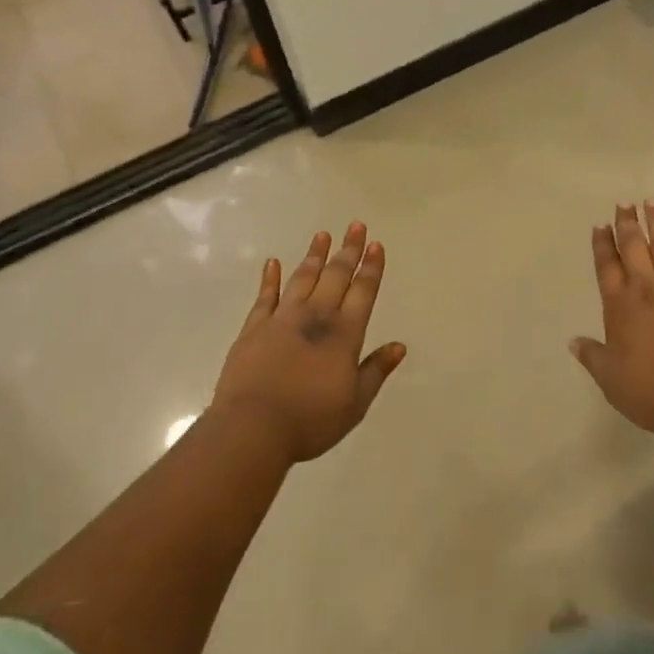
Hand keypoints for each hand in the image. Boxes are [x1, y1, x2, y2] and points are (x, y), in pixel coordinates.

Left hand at [211, 223, 406, 462]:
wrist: (253, 428)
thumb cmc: (310, 420)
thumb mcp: (355, 404)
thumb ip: (376, 371)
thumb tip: (399, 346)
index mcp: (344, 335)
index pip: (362, 292)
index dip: (371, 268)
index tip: (376, 245)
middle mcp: (316, 317)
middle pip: (335, 276)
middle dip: (348, 250)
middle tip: (356, 226)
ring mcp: (282, 319)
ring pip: (303, 278)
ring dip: (314, 255)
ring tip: (322, 234)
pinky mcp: (254, 328)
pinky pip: (265, 296)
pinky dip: (270, 278)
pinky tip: (273, 262)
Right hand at [571, 202, 653, 433]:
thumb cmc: (651, 390)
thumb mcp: (611, 379)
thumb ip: (593, 357)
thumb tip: (574, 341)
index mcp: (619, 305)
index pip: (606, 267)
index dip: (602, 245)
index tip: (600, 225)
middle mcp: (646, 288)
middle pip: (634, 247)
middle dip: (627, 224)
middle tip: (624, 204)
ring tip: (653, 202)